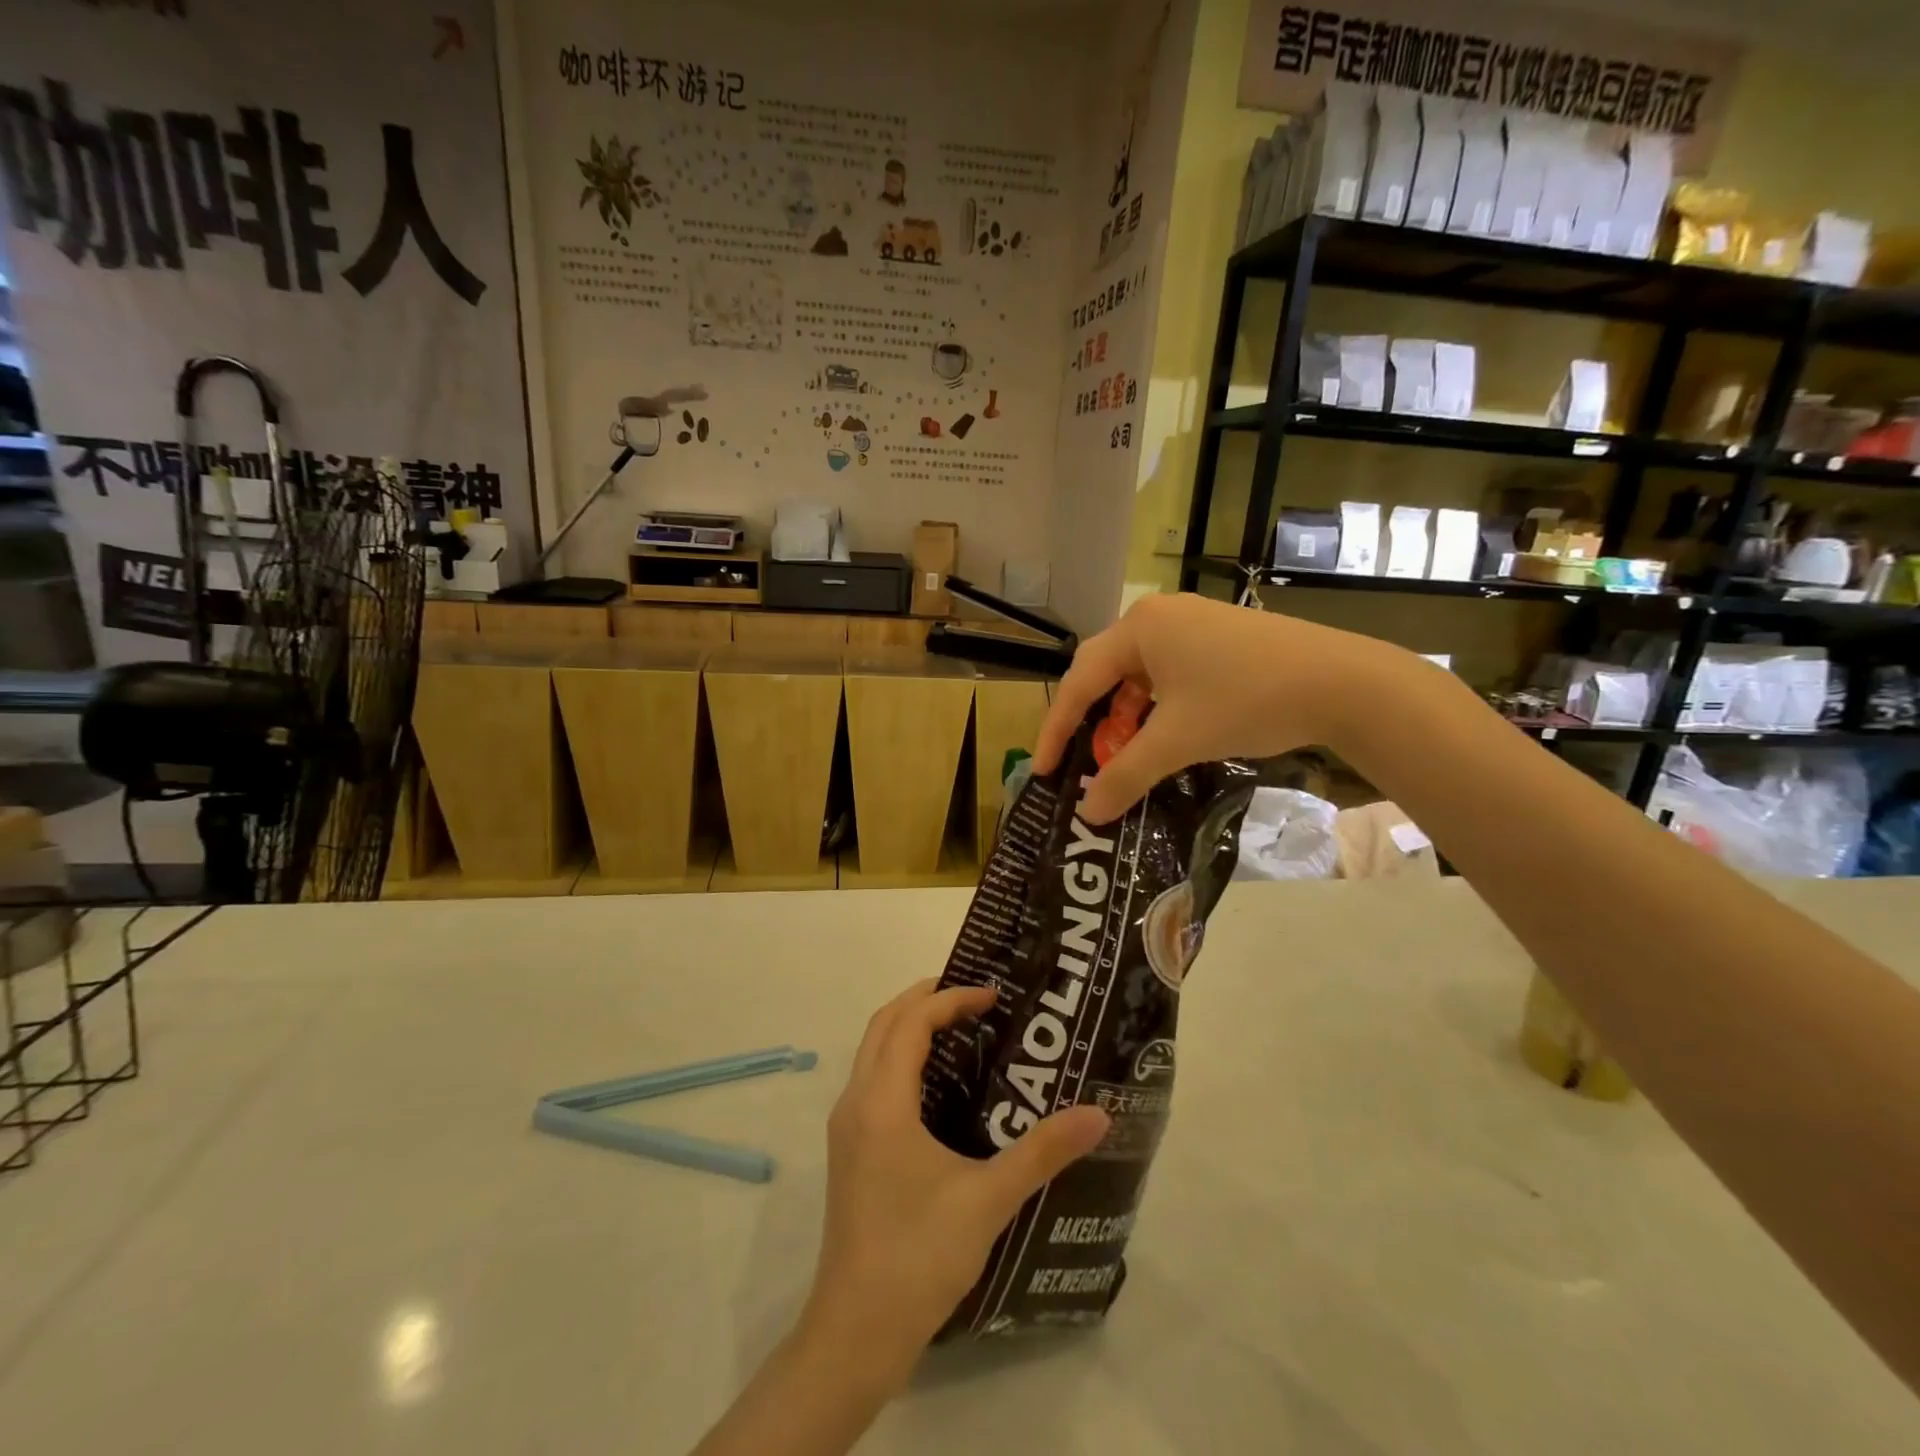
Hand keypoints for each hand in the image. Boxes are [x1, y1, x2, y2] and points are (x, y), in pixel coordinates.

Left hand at [802, 980, 1109, 1378]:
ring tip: (961, 1029)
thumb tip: (1098, 1114)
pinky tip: (939, 1085)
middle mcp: (856, 1103)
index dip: (951, 999)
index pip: (911, 1023)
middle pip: (884, 1024)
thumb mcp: (989, 1200)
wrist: (855, 1334)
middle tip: (975, 997)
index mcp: (882, 1102)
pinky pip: (873, 1079)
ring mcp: (847, 1129)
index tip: (994, 996)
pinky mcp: (849, 1152)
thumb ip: (1043, 1152)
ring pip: (873, 1051)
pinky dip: (901, 1058)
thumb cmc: (919, 1257)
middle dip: (925, 999)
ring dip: (910, 1027)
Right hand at [1035, 592, 1403, 823]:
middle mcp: (1159, 616)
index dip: (1057, 728)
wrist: (1344, 682)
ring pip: (1138, 675)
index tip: (1044, 770)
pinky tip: (1163, 735)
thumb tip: (1089, 813)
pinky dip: (1156, 707)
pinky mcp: (1219, 638)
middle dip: (1090, 722)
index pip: (1079, 681)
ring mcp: (1193, 624)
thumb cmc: (1247, 701)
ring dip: (1125, 717)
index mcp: (1139, 628)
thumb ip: (1126, 775)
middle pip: (1105, 673)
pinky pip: (1168, 674)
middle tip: (1079, 763)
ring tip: (1123, 755)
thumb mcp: (1178, 741)